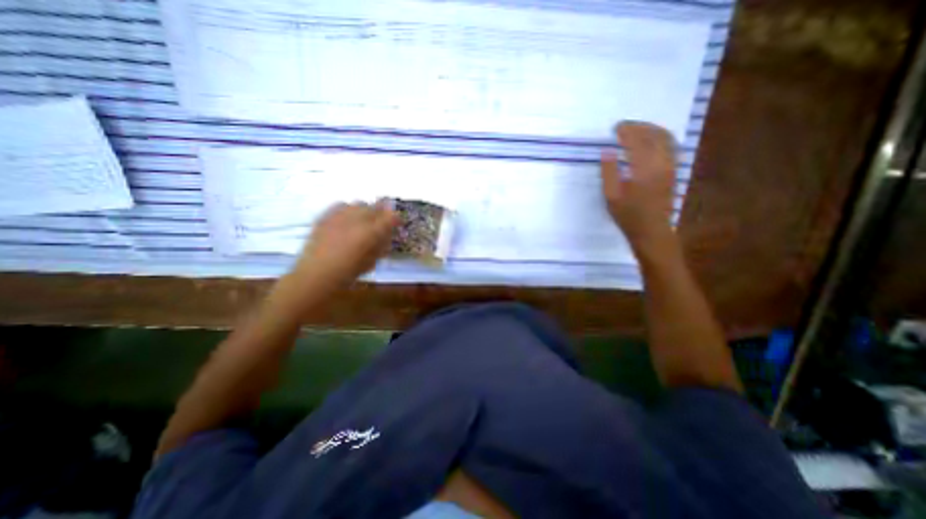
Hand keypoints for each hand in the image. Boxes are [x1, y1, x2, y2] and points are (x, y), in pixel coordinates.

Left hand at [288, 200, 397, 290]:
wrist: (317, 274)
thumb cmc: (349, 272)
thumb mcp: (372, 261)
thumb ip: (381, 246)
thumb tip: (385, 236)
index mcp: (372, 232)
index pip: (391, 216)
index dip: (396, 219)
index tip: (396, 224)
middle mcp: (358, 219)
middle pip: (376, 207)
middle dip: (381, 213)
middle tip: (381, 223)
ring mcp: (340, 215)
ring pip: (359, 203)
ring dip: (365, 210)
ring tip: (363, 220)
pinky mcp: (326, 216)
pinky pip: (341, 205)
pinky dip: (348, 209)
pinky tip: (346, 219)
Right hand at [601, 122, 677, 251]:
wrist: (652, 230)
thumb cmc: (628, 215)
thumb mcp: (611, 196)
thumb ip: (609, 172)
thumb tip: (607, 152)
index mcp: (644, 169)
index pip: (637, 142)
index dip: (627, 132)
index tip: (616, 128)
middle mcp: (662, 163)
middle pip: (654, 135)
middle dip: (639, 127)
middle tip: (625, 126)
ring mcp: (672, 166)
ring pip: (667, 138)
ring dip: (652, 129)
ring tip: (638, 129)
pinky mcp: (675, 171)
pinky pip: (672, 146)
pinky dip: (662, 137)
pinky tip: (652, 140)